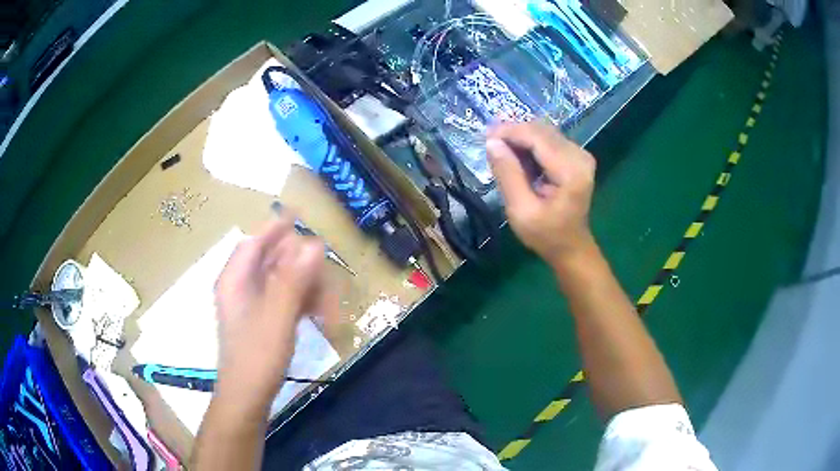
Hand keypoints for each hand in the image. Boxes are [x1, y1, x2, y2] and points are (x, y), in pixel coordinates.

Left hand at [213, 214, 334, 410]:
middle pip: (277, 261)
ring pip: (287, 281)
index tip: (299, 214)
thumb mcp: (277, 317)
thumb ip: (293, 280)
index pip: (255, 241)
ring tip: (330, 314)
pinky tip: (322, 318)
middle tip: (329, 287)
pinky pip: (288, 299)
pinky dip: (306, 304)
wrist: (248, 396)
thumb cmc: (257, 357)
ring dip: (310, 291)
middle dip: (305, 271)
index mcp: (236, 279)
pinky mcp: (265, 317)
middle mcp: (243, 285)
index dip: (276, 227)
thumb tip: (313, 244)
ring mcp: (255, 302)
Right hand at [487, 122, 596, 267]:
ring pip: (544, 132)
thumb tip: (492, 142)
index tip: (485, 136)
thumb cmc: (546, 235)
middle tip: (489, 143)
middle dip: (514, 133)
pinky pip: (549, 140)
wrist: (571, 248)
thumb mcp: (521, 210)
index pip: (537, 137)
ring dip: (521, 137)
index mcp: (570, 171)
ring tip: (500, 150)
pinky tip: (517, 156)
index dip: (510, 132)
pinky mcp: (577, 157)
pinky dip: (530, 144)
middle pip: (541, 130)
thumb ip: (508, 174)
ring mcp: (580, 155)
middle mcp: (579, 156)